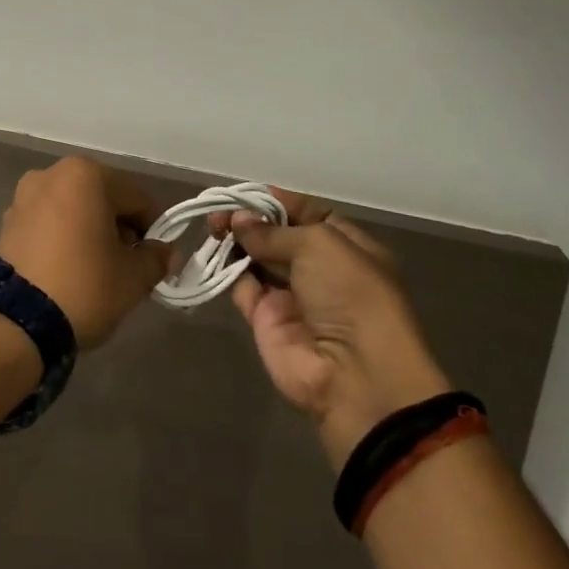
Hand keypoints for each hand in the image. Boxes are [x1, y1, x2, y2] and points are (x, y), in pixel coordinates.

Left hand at [0, 158, 170, 350]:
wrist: (17, 323)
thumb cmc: (84, 286)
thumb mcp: (133, 277)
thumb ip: (156, 258)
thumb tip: (166, 252)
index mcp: (85, 174)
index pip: (136, 198)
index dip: (152, 229)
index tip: (156, 259)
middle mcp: (51, 174)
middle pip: (102, 199)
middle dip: (118, 229)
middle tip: (128, 267)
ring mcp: (24, 197)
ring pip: (74, 211)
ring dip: (90, 232)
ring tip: (97, 272)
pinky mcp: (7, 223)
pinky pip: (48, 224)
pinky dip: (63, 239)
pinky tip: (69, 271)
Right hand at [223, 190, 451, 467]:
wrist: (354, 376)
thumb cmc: (350, 295)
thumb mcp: (319, 244)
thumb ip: (273, 230)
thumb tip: (239, 220)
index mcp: (346, 246)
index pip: (307, 213)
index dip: (277, 201)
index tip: (246, 192)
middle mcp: (319, 269)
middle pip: (277, 235)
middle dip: (250, 219)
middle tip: (219, 210)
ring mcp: (292, 296)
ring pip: (257, 258)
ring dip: (236, 241)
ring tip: (213, 227)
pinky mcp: (266, 320)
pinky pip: (244, 287)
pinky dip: (229, 270)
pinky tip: (217, 253)